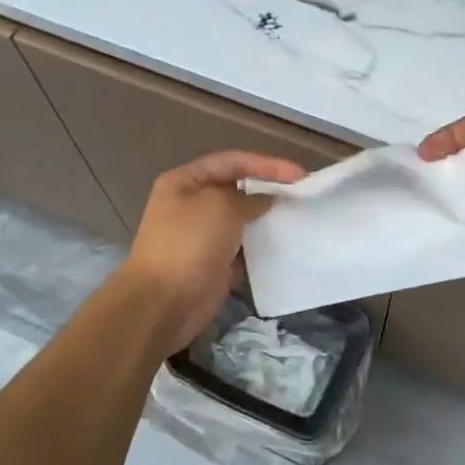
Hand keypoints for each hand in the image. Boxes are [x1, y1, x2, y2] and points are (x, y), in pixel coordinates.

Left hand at [122, 150, 305, 357]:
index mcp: (184, 181)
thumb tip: (265, 199)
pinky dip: (259, 247)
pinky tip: (282, 245)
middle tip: (300, 194)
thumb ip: (249, 197)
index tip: (298, 174)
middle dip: (267, 189)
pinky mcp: (211, 264)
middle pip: (236, 189)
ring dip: (265, 219)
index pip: (231, 162)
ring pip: (240, 220)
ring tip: (296, 217)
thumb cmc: (189, 243)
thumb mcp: (221, 206)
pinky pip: (241, 249)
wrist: (164, 303)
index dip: (266, 164)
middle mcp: (190, 204)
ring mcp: (200, 236)